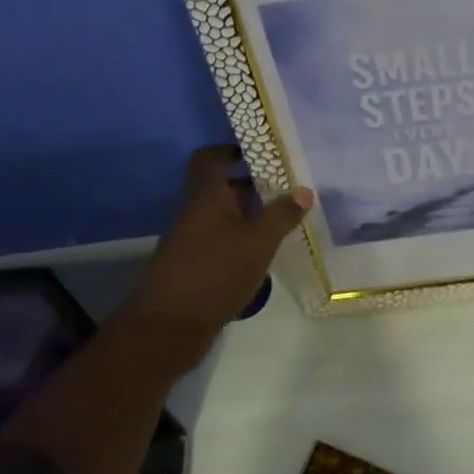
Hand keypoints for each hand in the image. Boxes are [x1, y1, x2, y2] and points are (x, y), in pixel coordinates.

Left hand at [127, 145, 311, 339]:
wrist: (169, 325)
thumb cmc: (216, 271)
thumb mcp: (258, 242)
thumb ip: (282, 215)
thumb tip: (304, 189)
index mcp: (206, 195)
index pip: (210, 157)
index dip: (231, 149)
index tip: (260, 152)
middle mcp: (194, 211)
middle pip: (219, 187)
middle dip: (250, 185)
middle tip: (285, 188)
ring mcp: (190, 240)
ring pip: (221, 216)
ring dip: (247, 215)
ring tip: (282, 220)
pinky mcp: (192, 266)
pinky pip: (219, 240)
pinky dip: (240, 240)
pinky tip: (262, 253)